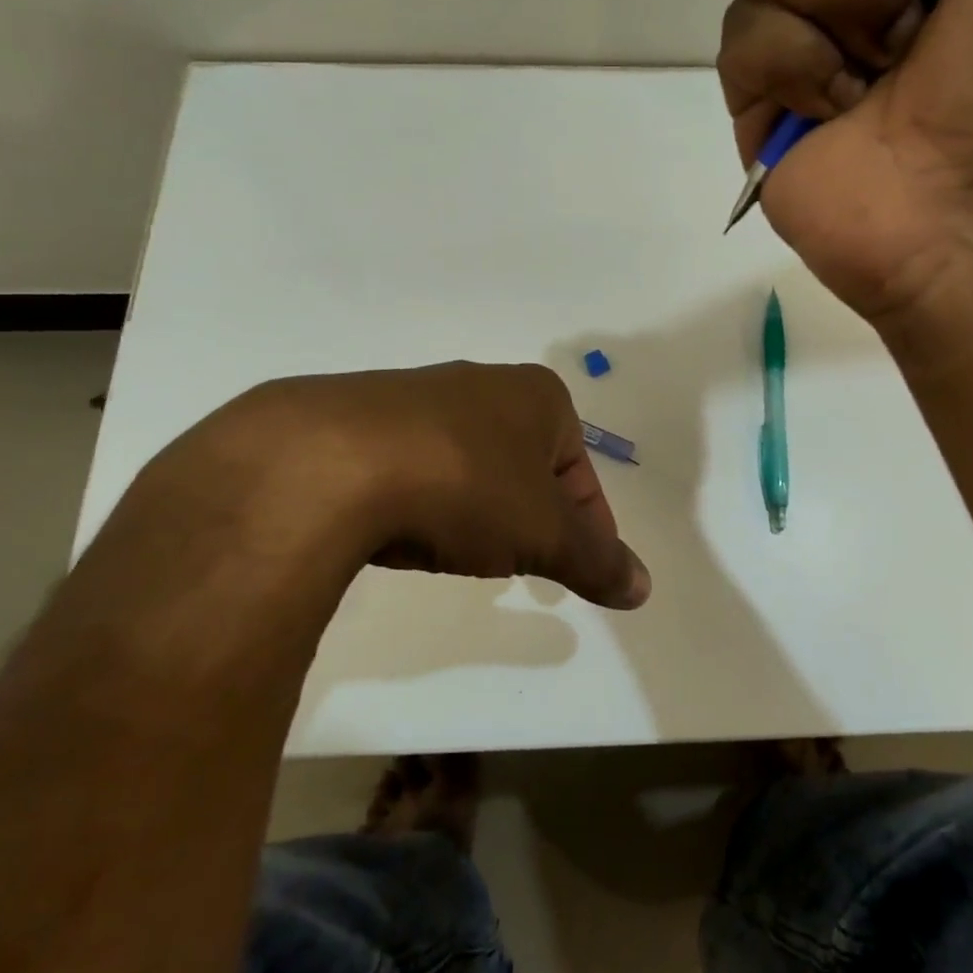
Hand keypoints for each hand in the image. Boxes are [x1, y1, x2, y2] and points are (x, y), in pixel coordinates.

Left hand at [129, 363, 651, 612]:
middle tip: (524, 561)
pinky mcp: (358, 417)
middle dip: (532, 513)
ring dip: (475, 506)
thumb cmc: (465, 485)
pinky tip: (402, 529)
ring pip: (468, 461)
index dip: (591, 523)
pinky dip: (421, 498)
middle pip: (526, 463)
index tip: (582, 569)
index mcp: (538, 396)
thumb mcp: (544, 533)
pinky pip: (411, 464)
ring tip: (459, 550)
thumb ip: (596, 560)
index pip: (581, 469)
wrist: (328, 462)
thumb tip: (644, 589)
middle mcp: (481, 384)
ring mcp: (416, 395)